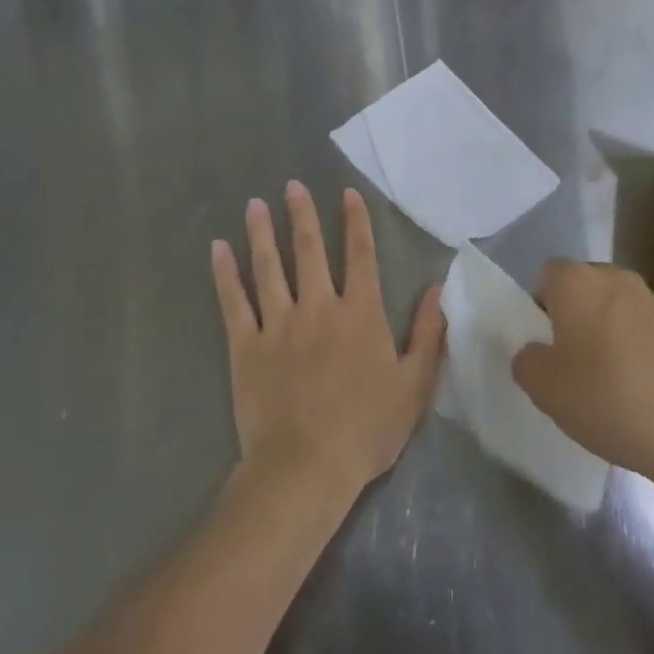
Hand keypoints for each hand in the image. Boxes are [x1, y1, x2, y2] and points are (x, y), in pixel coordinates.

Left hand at [212, 182, 444, 499]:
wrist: (306, 467)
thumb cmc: (366, 429)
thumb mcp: (414, 385)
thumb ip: (427, 334)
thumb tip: (435, 290)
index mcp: (360, 313)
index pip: (360, 255)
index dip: (356, 222)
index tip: (347, 193)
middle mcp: (319, 307)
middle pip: (310, 250)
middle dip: (303, 215)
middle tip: (292, 185)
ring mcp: (279, 324)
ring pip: (269, 268)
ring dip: (262, 233)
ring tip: (255, 204)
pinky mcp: (246, 347)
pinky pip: (234, 303)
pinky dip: (225, 275)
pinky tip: (218, 250)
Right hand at [513, 260, 653, 484]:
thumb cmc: (608, 400)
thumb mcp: (545, 390)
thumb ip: (527, 361)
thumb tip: (535, 351)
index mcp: (578, 283)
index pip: (548, 274)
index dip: (542, 304)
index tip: (547, 343)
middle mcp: (617, 278)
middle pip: (586, 286)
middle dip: (577, 314)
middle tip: (575, 361)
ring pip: (620, 305)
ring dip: (612, 327)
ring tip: (615, 378)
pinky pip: (650, 326)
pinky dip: (644, 344)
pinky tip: (648, 385)